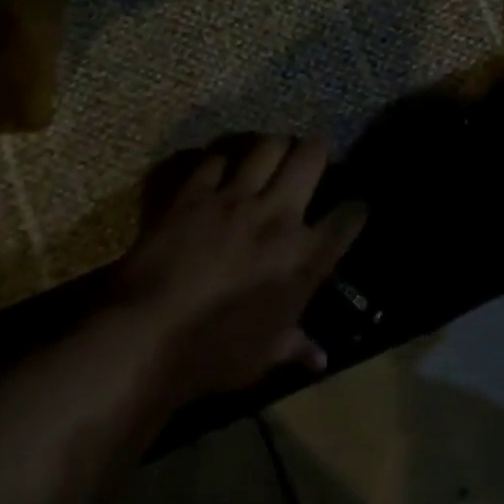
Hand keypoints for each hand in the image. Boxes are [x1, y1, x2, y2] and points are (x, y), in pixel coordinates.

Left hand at [107, 135, 366, 405]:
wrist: (147, 336)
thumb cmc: (215, 355)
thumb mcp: (264, 358)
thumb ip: (295, 346)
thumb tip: (321, 358)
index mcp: (303, 257)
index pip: (347, 218)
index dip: (356, 208)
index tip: (355, 205)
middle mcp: (276, 215)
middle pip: (310, 157)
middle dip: (318, 149)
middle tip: (314, 155)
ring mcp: (234, 198)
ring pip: (267, 145)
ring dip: (275, 145)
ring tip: (274, 150)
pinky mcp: (194, 193)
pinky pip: (216, 159)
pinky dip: (222, 161)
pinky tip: (222, 168)